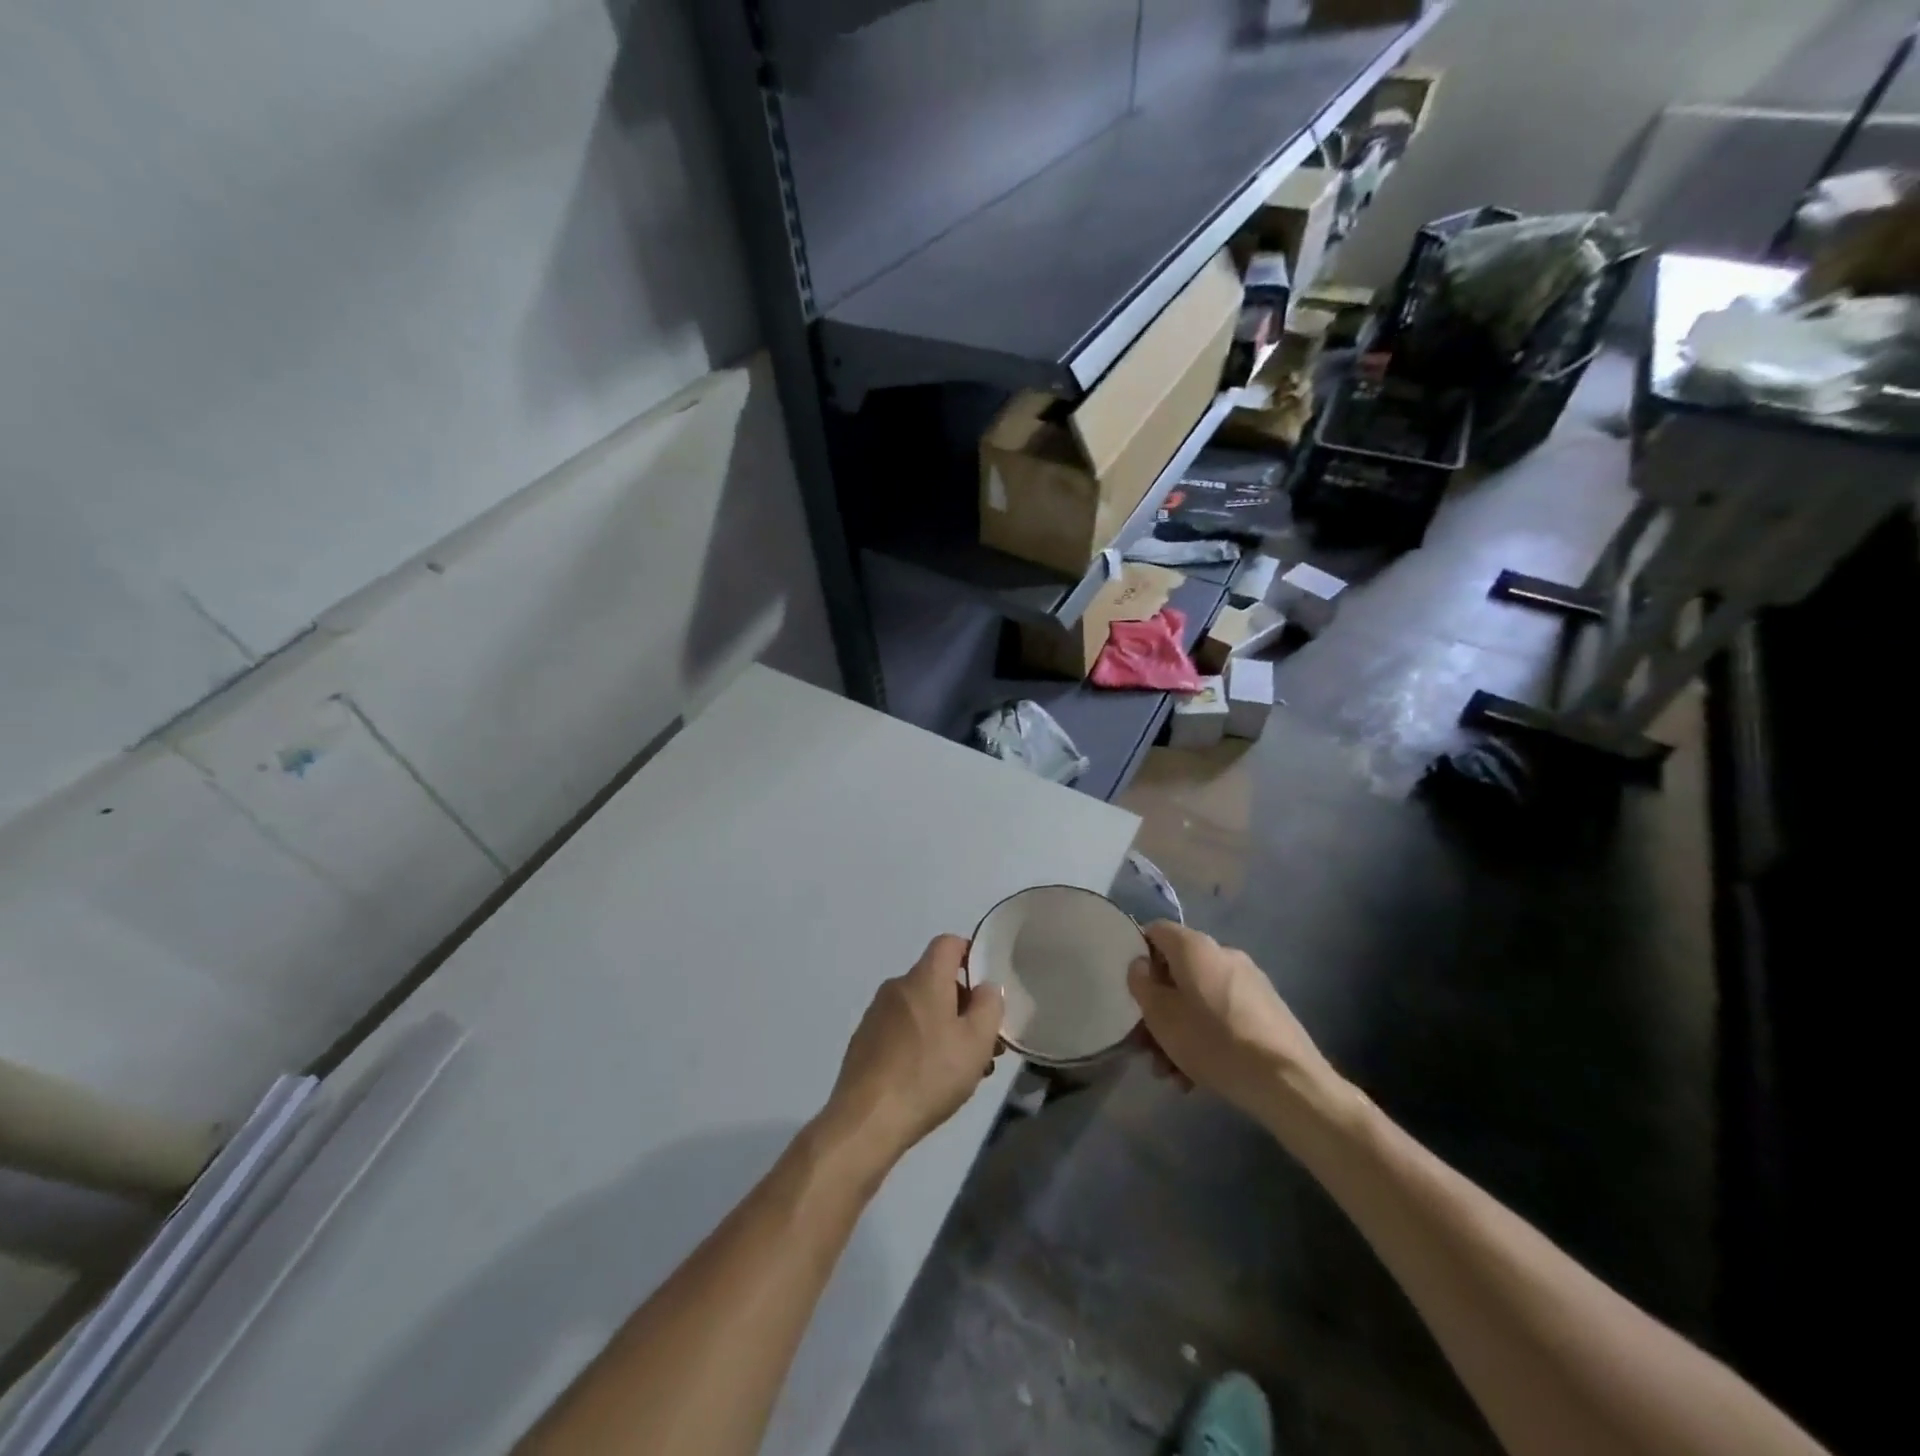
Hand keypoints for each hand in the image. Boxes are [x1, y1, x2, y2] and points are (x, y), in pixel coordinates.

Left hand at [819, 935, 1004, 1173]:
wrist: (867, 1119)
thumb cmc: (929, 1074)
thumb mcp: (976, 1042)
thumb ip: (989, 1006)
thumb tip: (985, 987)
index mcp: (924, 978)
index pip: (948, 943)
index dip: (970, 954)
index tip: (985, 987)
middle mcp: (897, 987)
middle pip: (936, 980)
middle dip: (963, 1005)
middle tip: (984, 1043)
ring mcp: (876, 1014)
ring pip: (920, 1008)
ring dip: (944, 1028)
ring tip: (963, 1070)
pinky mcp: (864, 1041)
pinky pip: (901, 1030)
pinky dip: (920, 1043)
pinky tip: (930, 1079)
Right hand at [1127, 921, 1343, 1131]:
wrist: (1288, 1082)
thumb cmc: (1213, 1041)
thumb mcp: (1161, 1016)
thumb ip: (1142, 984)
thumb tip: (1140, 964)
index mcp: (1195, 946)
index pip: (1156, 930)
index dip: (1138, 955)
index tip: (1132, 990)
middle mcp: (1223, 953)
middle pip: (1177, 972)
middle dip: (1159, 1008)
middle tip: (1148, 1046)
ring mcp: (1248, 981)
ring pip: (1199, 998)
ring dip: (1180, 1030)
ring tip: (1173, 1074)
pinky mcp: (1266, 1008)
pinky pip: (1223, 1014)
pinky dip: (1207, 1037)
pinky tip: (1199, 1077)